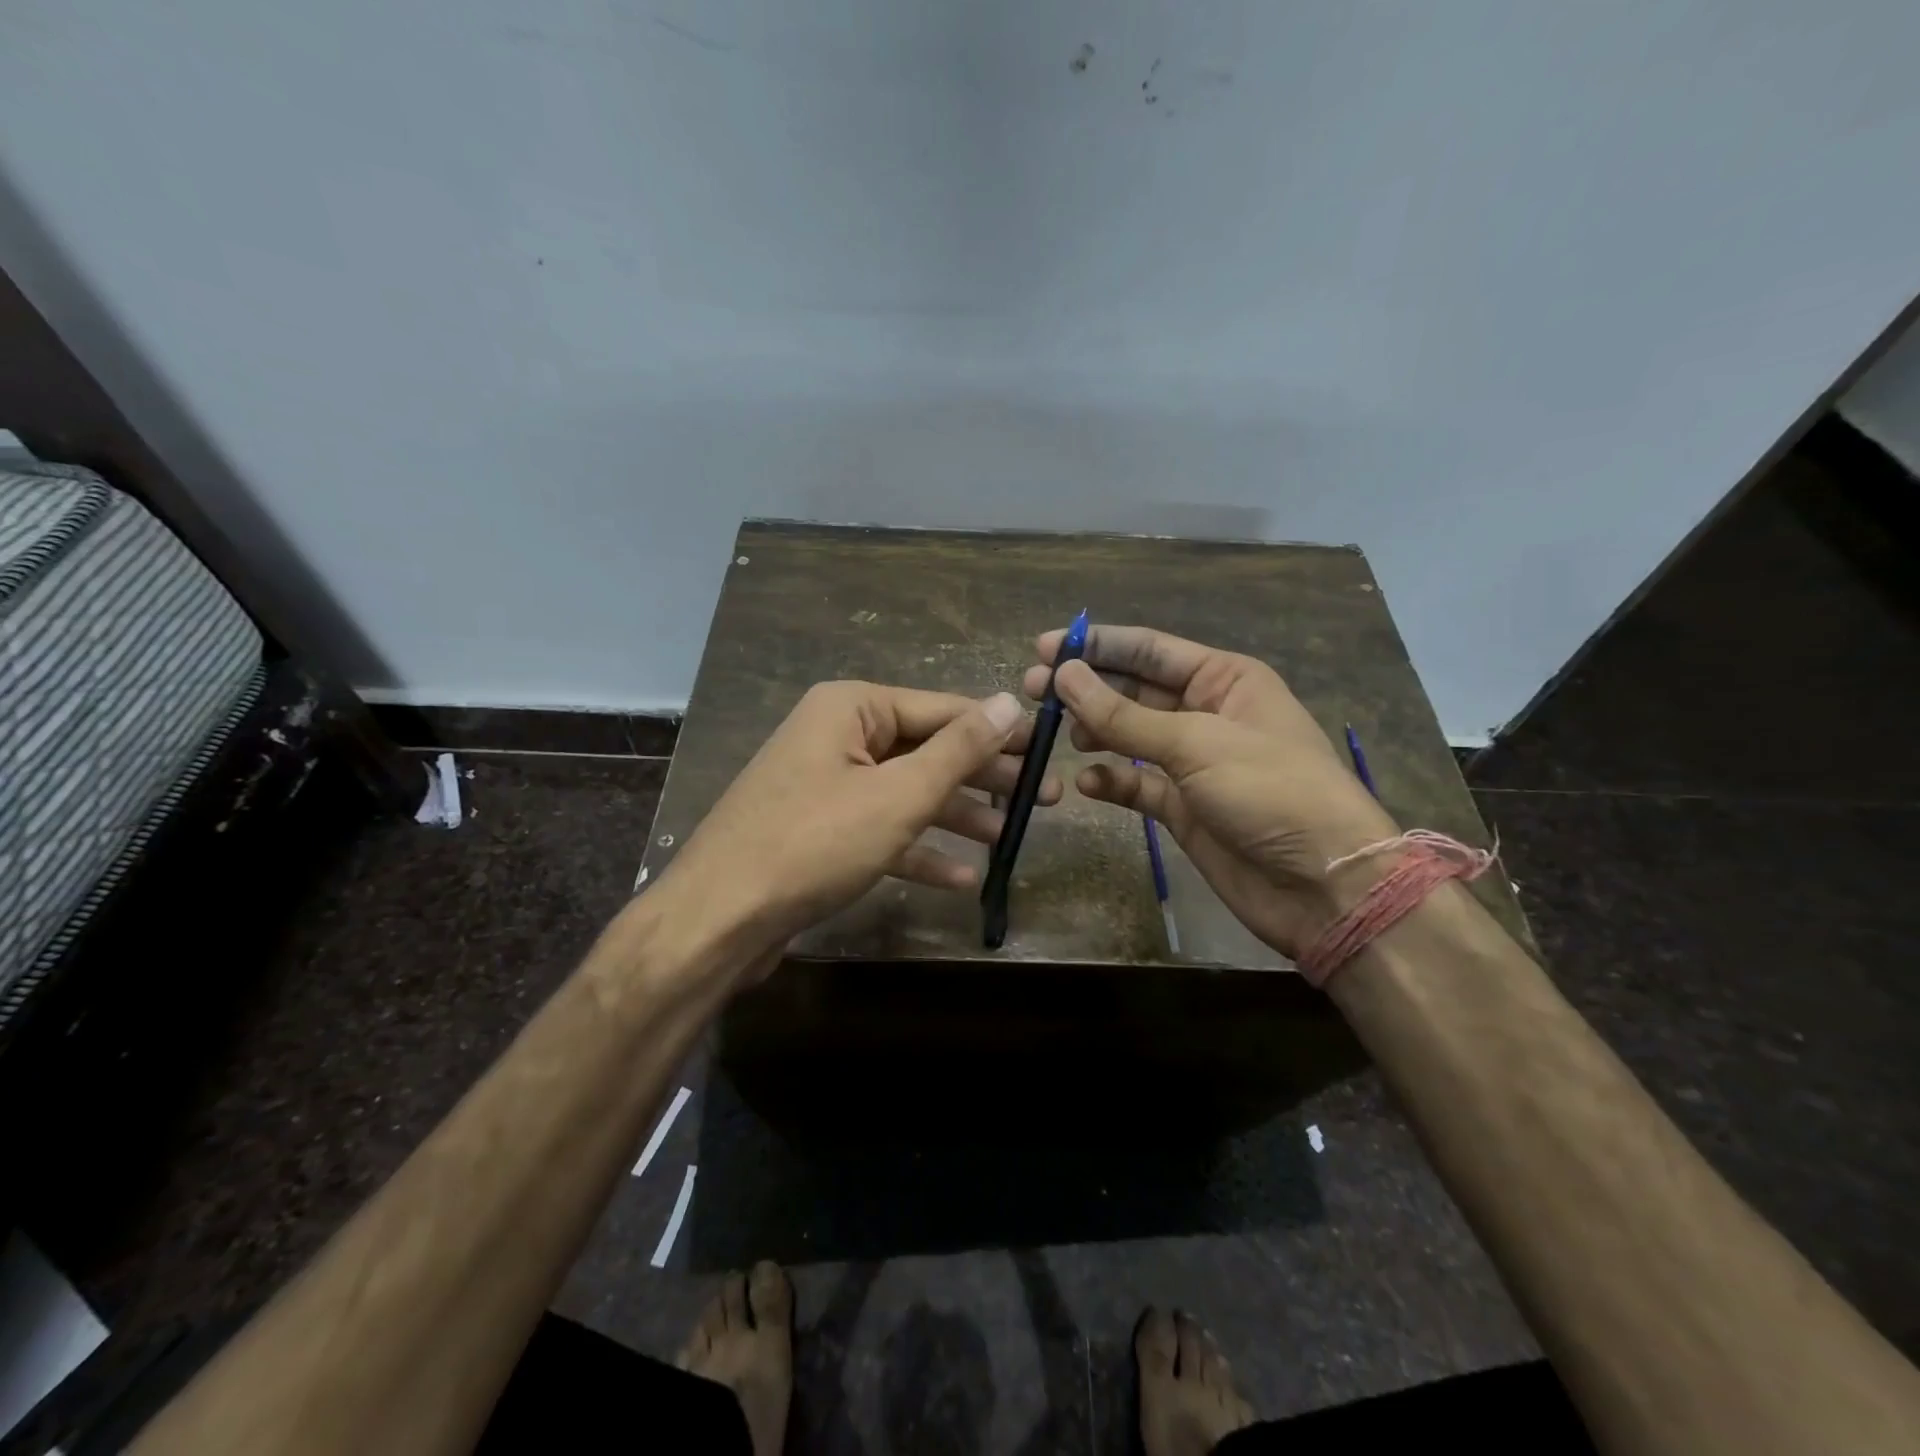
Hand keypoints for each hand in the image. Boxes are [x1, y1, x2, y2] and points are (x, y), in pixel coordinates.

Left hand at [656, 682, 1058, 973]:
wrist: (719, 919)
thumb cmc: (815, 843)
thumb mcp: (899, 794)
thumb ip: (959, 749)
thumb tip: (1011, 701)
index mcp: (851, 708)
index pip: (942, 709)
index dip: (997, 730)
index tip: (1047, 749)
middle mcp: (837, 736)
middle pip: (926, 751)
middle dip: (982, 777)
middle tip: (1042, 799)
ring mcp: (826, 785)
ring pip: (906, 793)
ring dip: (956, 816)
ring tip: (1008, 837)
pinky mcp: (821, 831)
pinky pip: (881, 829)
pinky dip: (918, 849)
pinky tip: (962, 877)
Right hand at [1022, 625, 1396, 959]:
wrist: (1324, 887)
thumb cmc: (1271, 792)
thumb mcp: (1196, 744)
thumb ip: (1124, 715)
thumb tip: (1065, 675)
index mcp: (1225, 680)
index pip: (1150, 650)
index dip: (1098, 646)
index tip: (1046, 648)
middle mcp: (1207, 713)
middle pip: (1134, 690)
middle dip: (1086, 689)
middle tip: (1034, 691)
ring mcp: (1194, 763)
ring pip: (1130, 736)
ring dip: (1094, 732)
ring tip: (1056, 735)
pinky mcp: (1183, 807)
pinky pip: (1136, 784)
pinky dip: (1111, 780)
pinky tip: (1087, 781)